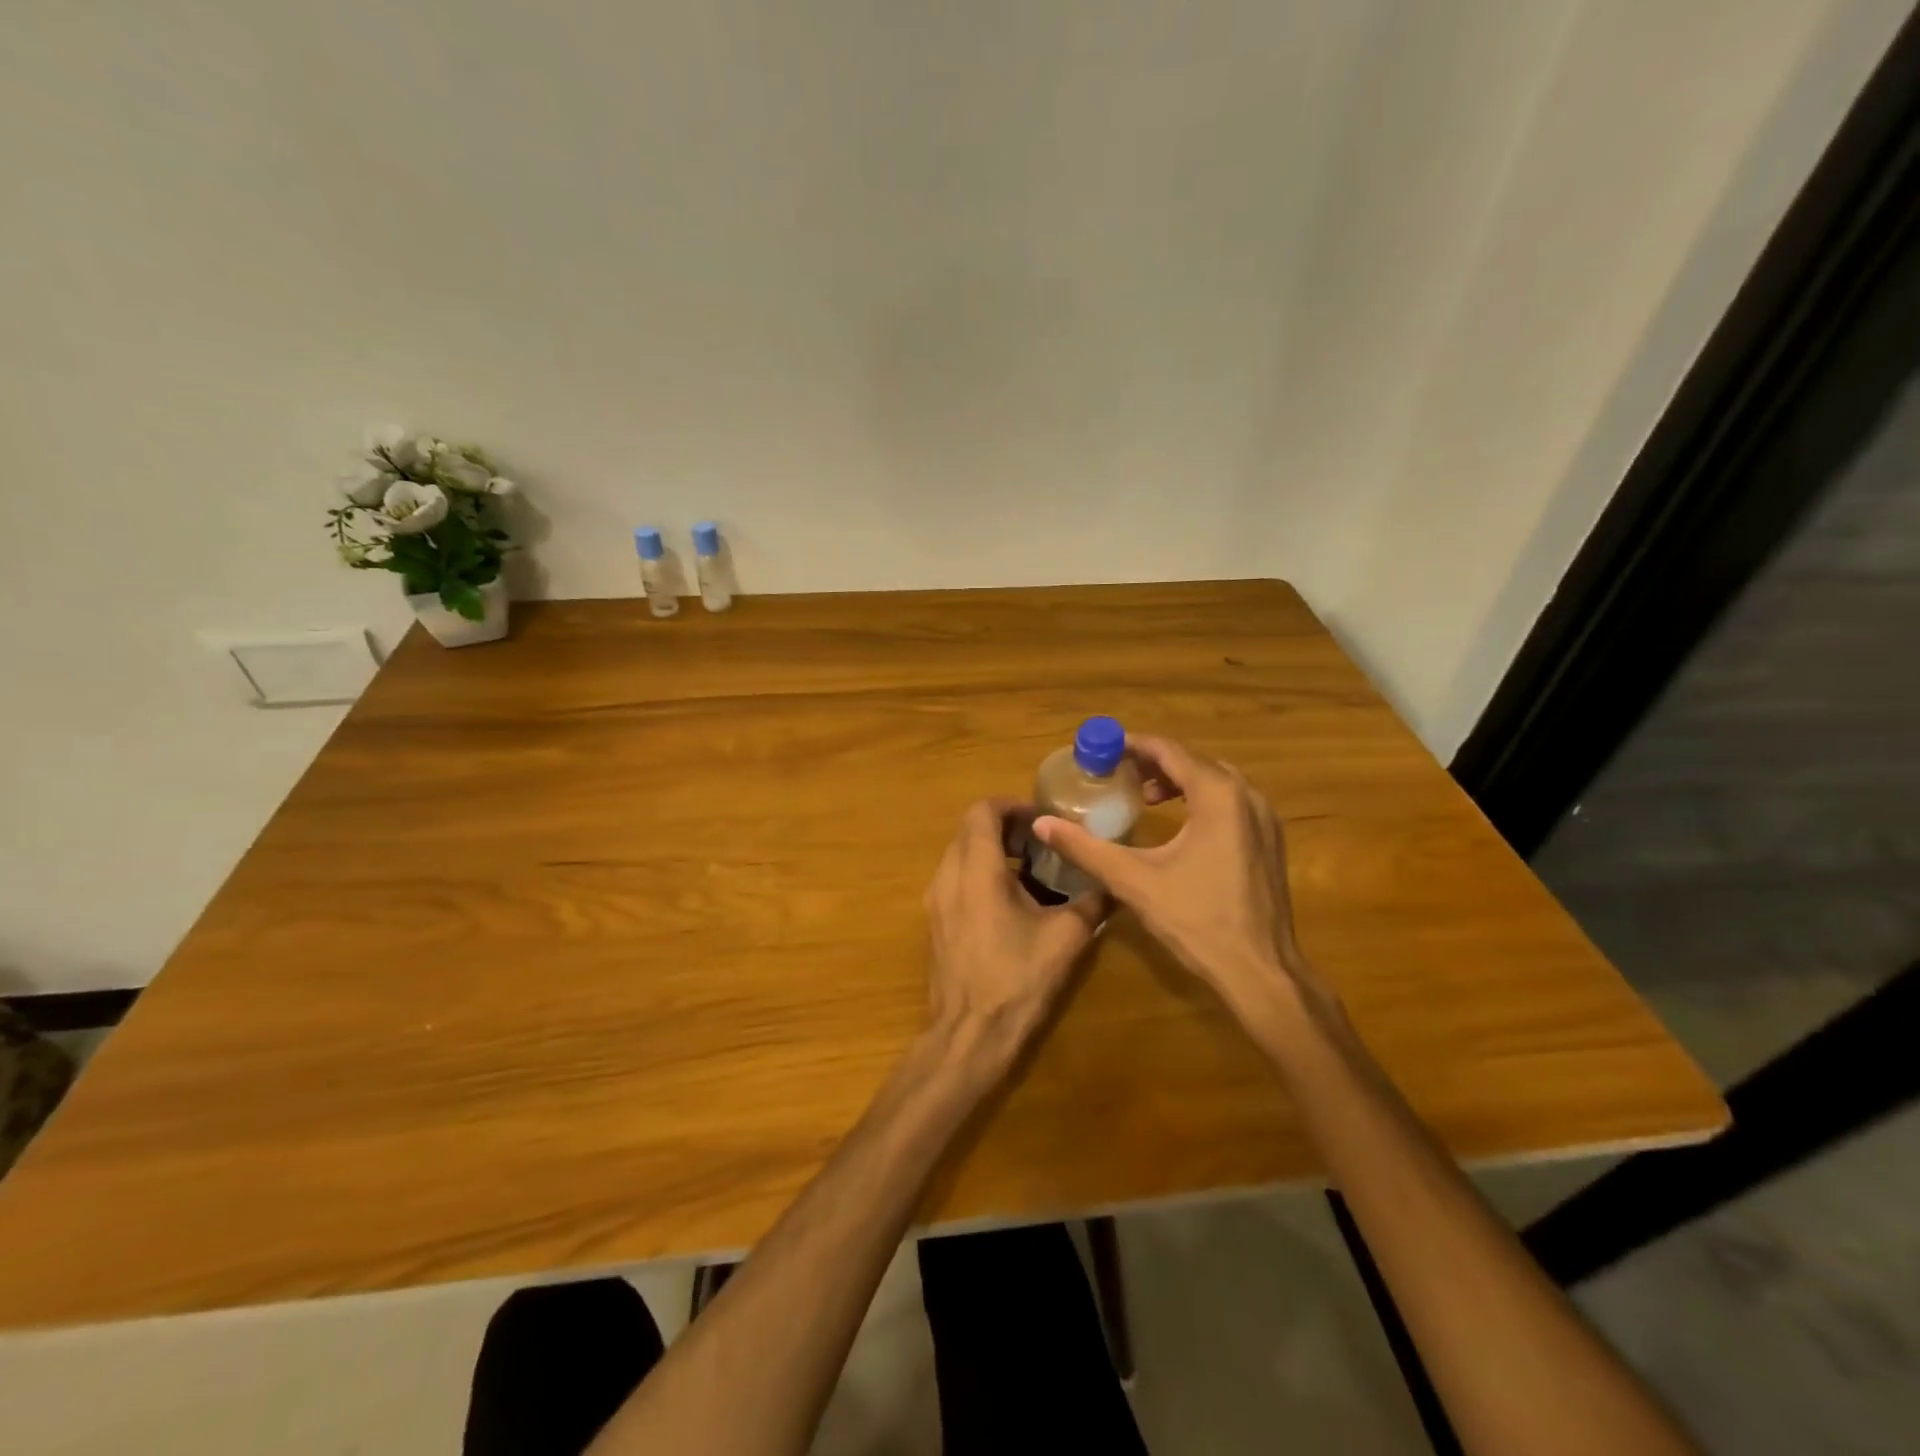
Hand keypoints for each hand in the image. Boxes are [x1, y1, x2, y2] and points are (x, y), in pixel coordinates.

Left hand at [924, 799, 1103, 1058]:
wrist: (970, 1034)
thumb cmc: (1017, 979)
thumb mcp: (1066, 937)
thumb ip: (1092, 901)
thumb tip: (1114, 883)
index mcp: (977, 870)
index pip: (982, 811)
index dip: (1012, 805)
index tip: (1042, 820)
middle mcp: (948, 875)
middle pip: (969, 829)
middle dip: (1005, 827)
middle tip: (1041, 842)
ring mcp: (936, 899)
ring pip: (960, 853)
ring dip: (992, 850)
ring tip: (1031, 870)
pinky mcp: (935, 921)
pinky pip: (955, 878)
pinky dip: (980, 873)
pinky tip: (1011, 901)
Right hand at [1033, 736, 1323, 1020]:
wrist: (1260, 972)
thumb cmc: (1197, 920)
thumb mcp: (1133, 880)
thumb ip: (1085, 848)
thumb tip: (1041, 824)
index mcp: (1218, 795)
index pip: (1169, 751)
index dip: (1132, 745)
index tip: (1101, 750)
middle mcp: (1247, 796)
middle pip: (1193, 761)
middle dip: (1152, 762)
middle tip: (1116, 773)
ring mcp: (1265, 819)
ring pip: (1215, 781)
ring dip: (1177, 781)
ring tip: (1142, 797)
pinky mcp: (1269, 841)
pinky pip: (1230, 802)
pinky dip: (1200, 799)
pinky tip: (1179, 824)